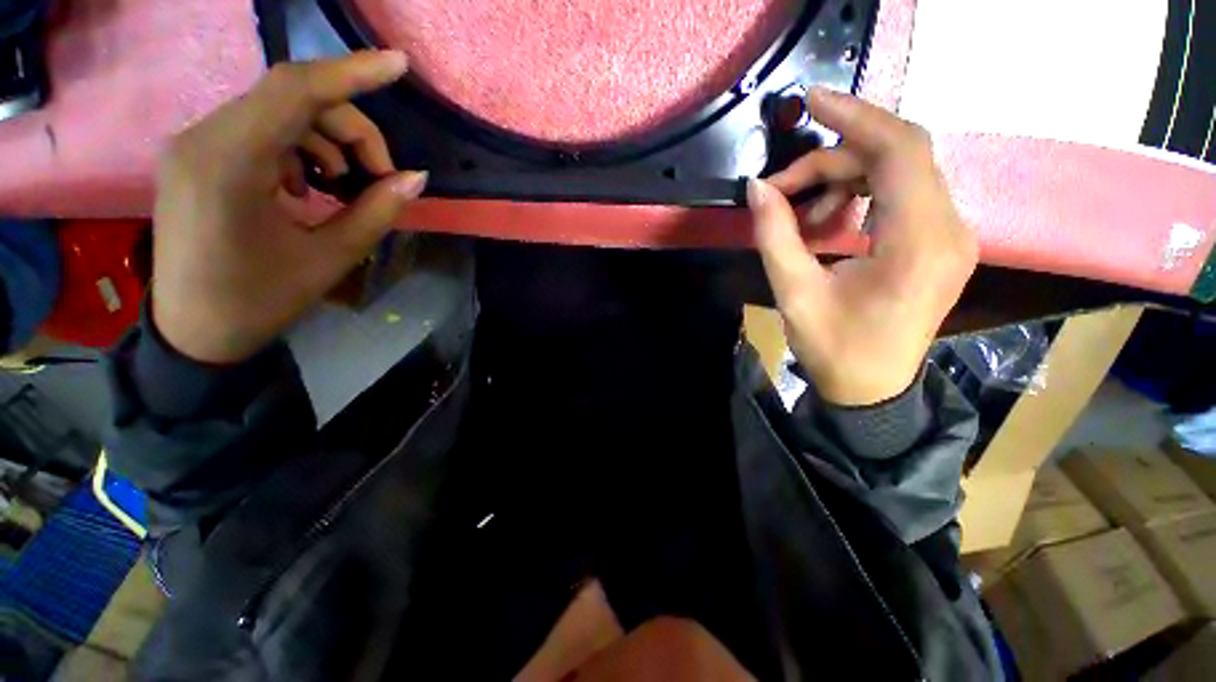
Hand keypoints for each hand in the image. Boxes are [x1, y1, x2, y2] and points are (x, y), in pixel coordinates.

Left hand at [151, 51, 426, 364]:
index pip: (296, 90)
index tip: (398, 65)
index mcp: (229, 163)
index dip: (352, 72)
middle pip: (293, 101)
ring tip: (344, 189)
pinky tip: (307, 188)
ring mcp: (195, 144)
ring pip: (279, 114)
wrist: (195, 331)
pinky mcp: (197, 155)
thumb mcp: (331, 258)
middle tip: (381, 178)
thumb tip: (417, 179)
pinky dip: (298, 151)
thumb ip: (376, 211)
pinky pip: (259, 131)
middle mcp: (203, 138)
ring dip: (326, 143)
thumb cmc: (260, 300)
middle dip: (351, 132)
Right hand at [748, 88, 976, 405]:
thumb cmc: (834, 348)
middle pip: (898, 155)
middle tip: (782, 184)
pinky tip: (827, 223)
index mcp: (919, 242)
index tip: (811, 101)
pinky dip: (858, 196)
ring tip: (800, 213)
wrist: (872, 389)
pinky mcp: (938, 242)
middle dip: (834, 156)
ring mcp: (950, 234)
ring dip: (843, 179)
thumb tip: (756, 188)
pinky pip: (900, 196)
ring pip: (898, 172)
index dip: (854, 118)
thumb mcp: (794, 293)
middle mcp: (949, 228)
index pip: (898, 150)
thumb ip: (775, 235)